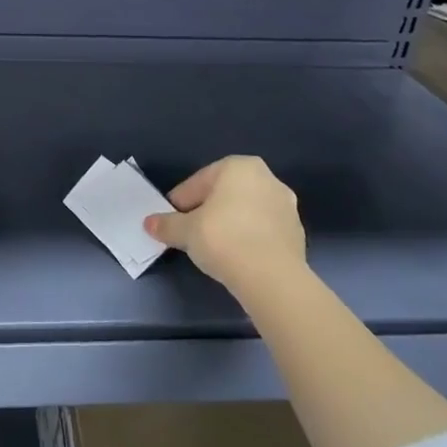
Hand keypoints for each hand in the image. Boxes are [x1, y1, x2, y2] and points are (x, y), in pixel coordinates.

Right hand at [143, 155, 305, 298]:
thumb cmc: (224, 239)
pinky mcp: (298, 233)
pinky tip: (237, 257)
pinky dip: (249, 238)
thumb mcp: (185, 231)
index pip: (198, 182)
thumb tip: (149, 224)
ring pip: (245, 211)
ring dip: (229, 224)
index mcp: (238, 166)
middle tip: (191, 232)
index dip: (181, 203)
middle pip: (224, 194)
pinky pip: (263, 230)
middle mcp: (266, 178)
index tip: (173, 221)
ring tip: (214, 247)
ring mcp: (286, 206)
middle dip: (207, 210)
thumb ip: (166, 224)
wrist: (273, 279)